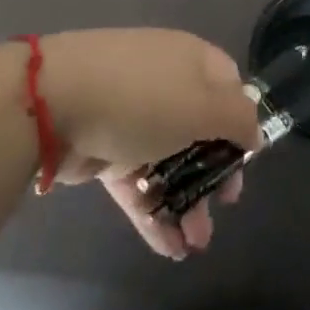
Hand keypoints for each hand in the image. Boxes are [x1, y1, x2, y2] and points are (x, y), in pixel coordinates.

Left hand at [40, 29, 259, 261]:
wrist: (53, 101)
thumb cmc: (140, 98)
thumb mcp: (203, 105)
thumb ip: (238, 119)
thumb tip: (255, 132)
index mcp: (191, 62)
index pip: (228, 86)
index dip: (240, 121)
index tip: (245, 159)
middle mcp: (164, 84)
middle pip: (199, 129)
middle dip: (214, 173)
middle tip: (224, 206)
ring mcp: (131, 116)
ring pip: (168, 161)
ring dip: (186, 202)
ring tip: (195, 244)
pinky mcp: (104, 147)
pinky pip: (137, 181)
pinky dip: (153, 212)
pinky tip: (169, 248)